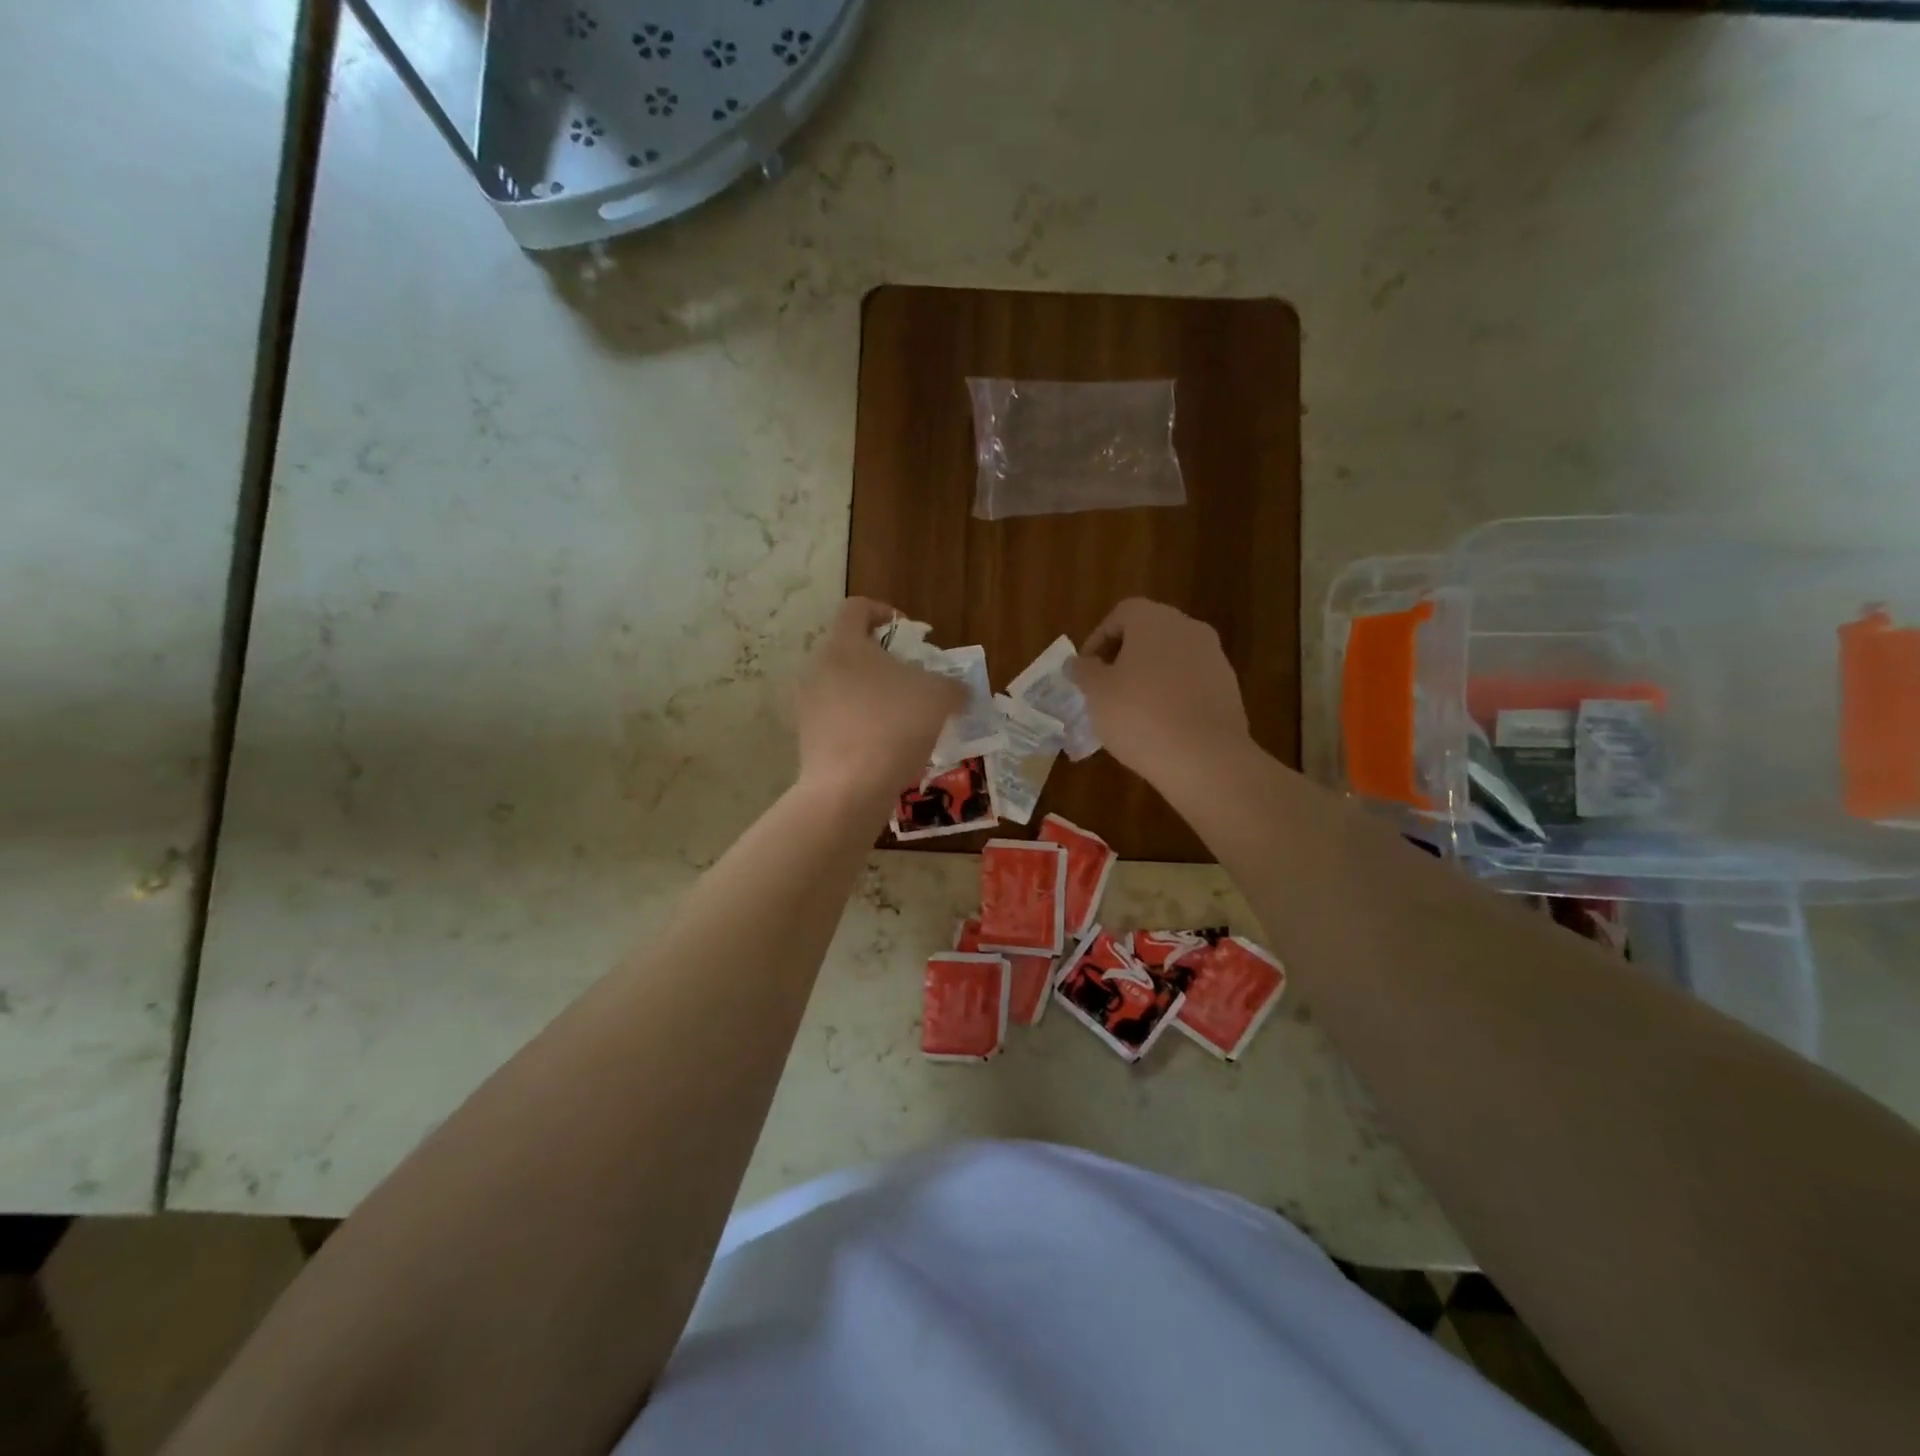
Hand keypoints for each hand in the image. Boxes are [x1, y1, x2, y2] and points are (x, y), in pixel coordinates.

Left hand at [796, 599, 964, 806]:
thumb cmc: (894, 726)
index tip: (909, 634)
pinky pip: (839, 721)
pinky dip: (862, 726)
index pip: (857, 608)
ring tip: (904, 719)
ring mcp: (808, 706)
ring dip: (873, 697)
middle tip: (913, 681)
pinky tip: (887, 749)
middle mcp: (819, 668)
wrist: (849, 788)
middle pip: (851, 651)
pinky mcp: (808, 739)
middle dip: (884, 663)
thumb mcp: (940, 698)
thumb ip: (953, 686)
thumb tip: (960, 691)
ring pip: (844, 688)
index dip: (884, 613)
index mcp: (845, 644)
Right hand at [1071, 599, 1249, 780]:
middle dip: (1124, 657)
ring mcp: (1214, 657)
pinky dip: (1172, 695)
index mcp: (1154, 620)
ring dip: (1149, 676)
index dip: (1098, 639)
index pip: (1120, 614)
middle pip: (1149, 633)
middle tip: (1105, 688)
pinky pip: (1191, 682)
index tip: (1086, 670)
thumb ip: (1084, 671)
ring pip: (1171, 658)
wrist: (1205, 757)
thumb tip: (1078, 663)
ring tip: (1131, 710)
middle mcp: (1188, 628)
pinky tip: (1160, 725)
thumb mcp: (1096, 693)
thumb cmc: (1139, 715)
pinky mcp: (1229, 688)